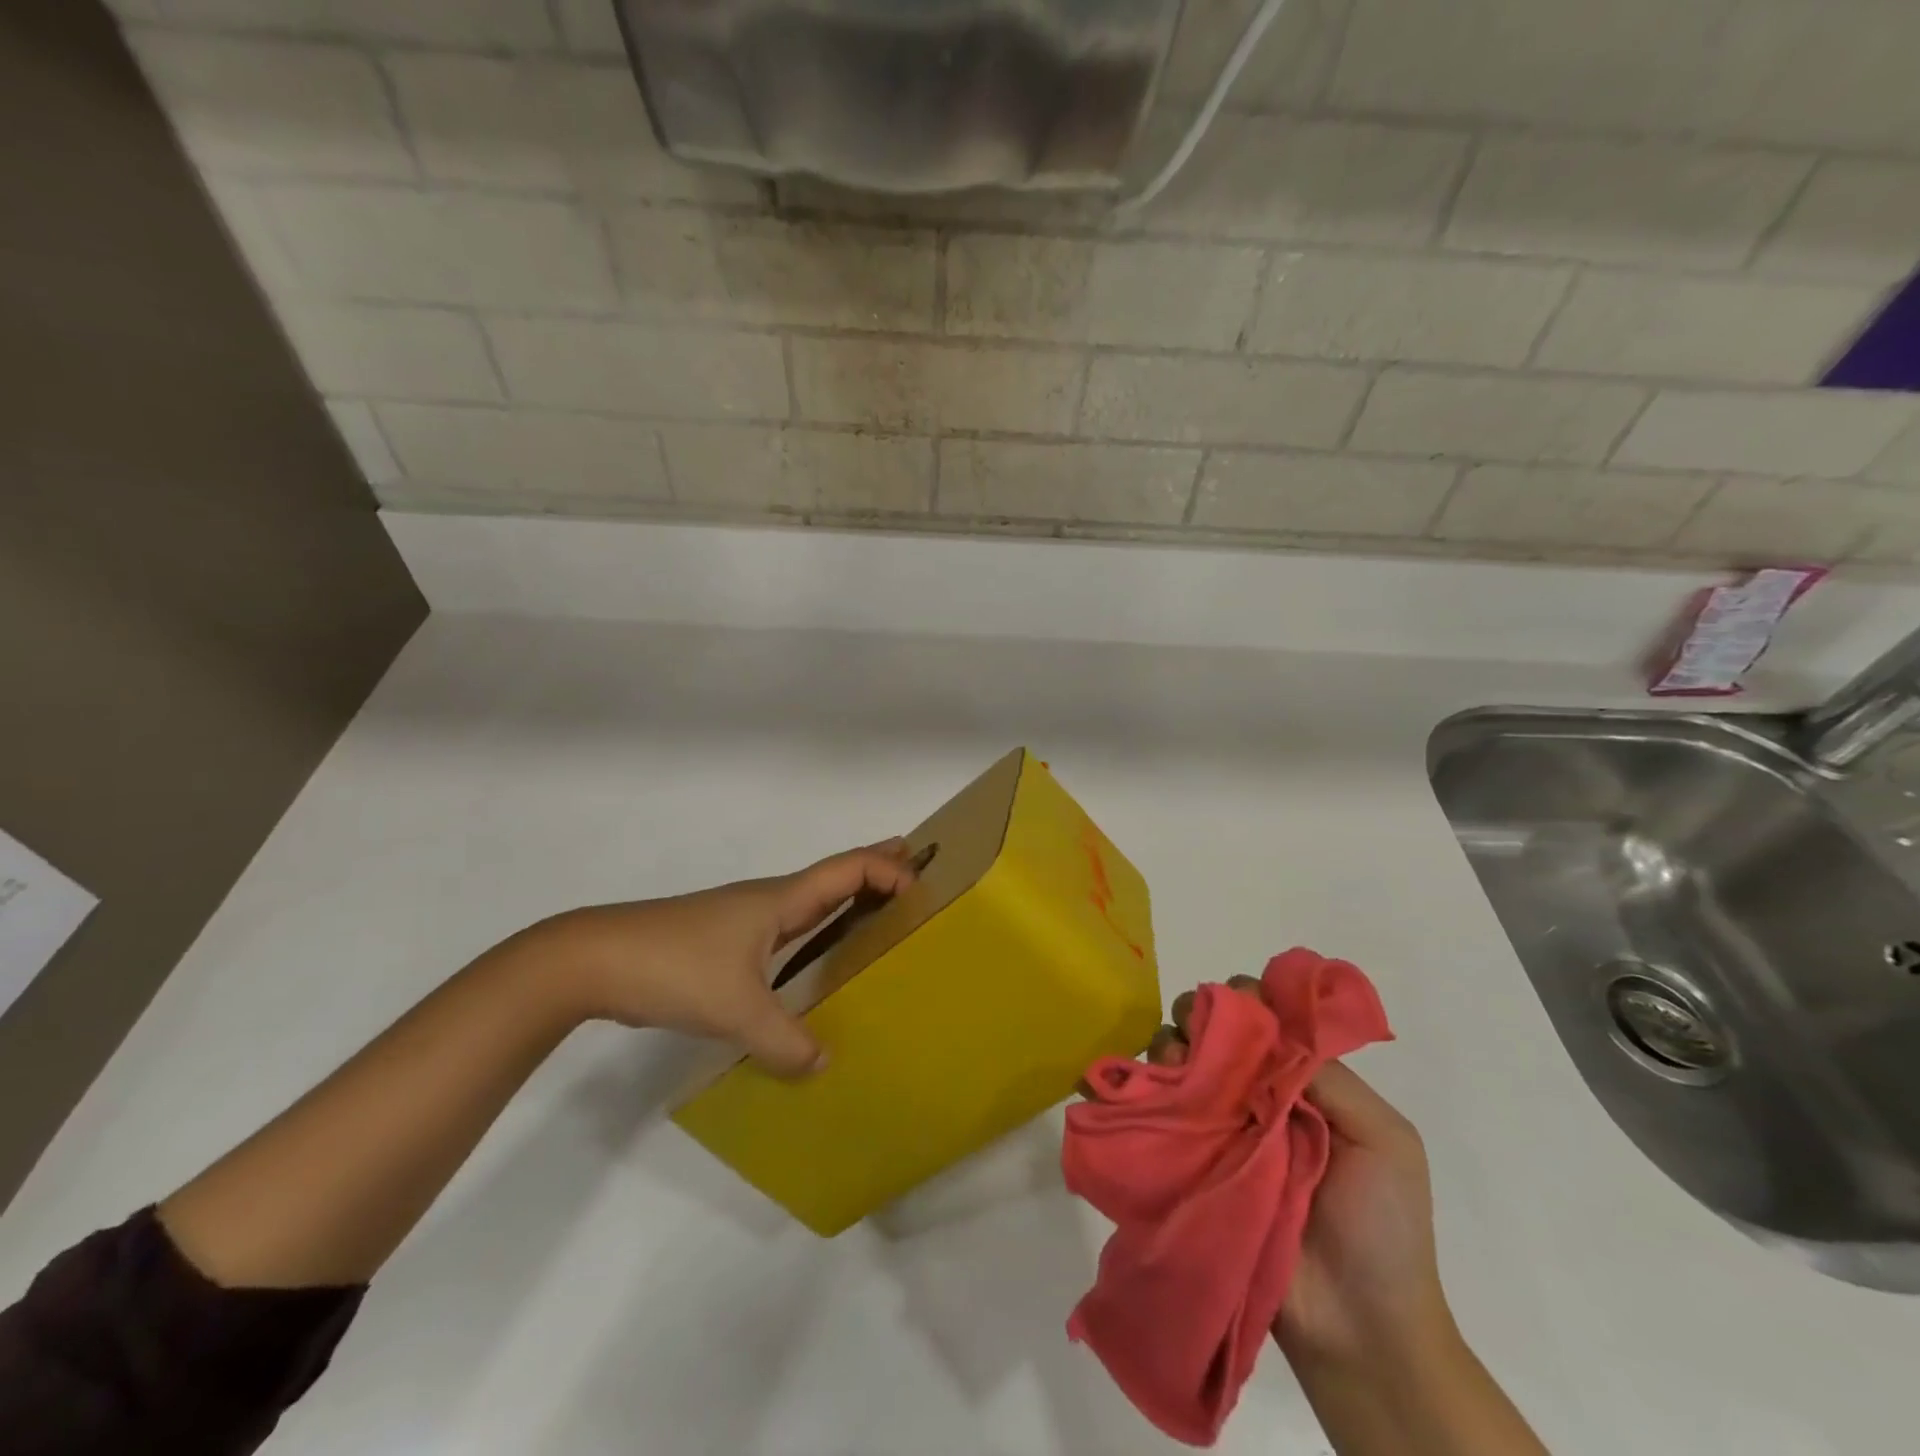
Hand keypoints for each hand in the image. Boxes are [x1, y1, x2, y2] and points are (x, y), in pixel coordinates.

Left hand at [522, 838, 917, 1076]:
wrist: (594, 960)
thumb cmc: (675, 966)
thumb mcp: (736, 1009)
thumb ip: (784, 1040)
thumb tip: (823, 1063)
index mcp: (781, 900)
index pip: (849, 869)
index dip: (889, 869)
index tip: (923, 888)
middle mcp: (769, 901)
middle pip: (834, 875)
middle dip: (876, 868)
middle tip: (916, 871)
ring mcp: (744, 920)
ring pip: (809, 902)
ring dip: (847, 899)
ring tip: (878, 913)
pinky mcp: (725, 942)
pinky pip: (788, 928)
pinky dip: (817, 929)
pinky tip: (815, 958)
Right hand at [1148, 981, 1451, 1364]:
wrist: (1358, 1329)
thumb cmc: (1383, 1227)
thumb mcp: (1385, 1139)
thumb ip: (1331, 1077)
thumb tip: (1266, 1027)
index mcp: (1301, 1082)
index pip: (1264, 1019)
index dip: (1246, 999)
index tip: (1237, 1002)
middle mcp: (1254, 1094)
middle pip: (1213, 1032)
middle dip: (1199, 1016)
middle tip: (1196, 1035)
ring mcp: (1218, 1128)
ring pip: (1178, 1062)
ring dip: (1169, 1048)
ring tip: (1174, 1068)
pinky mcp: (1188, 1163)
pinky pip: (1155, 1114)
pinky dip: (1137, 1091)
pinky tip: (1140, 1089)